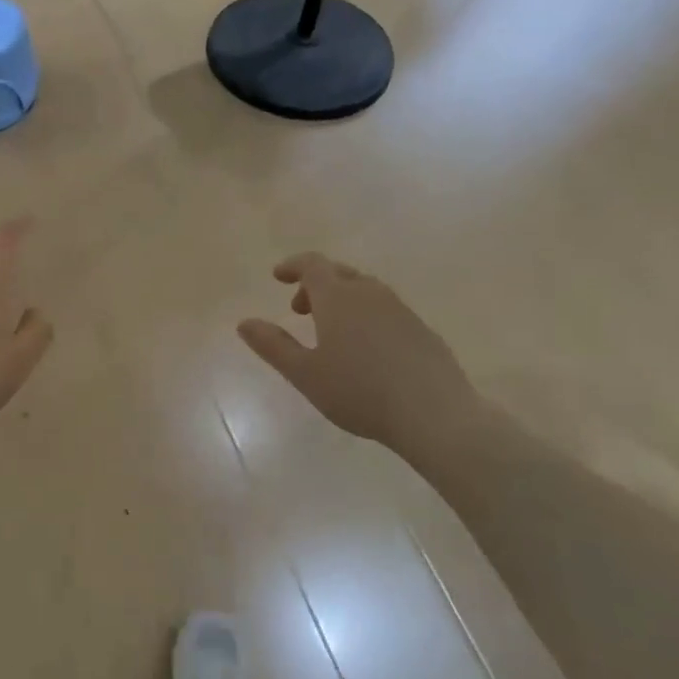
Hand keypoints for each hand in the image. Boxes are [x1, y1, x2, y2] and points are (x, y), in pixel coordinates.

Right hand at [238, 253, 485, 466]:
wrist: (434, 413)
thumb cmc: (359, 391)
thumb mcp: (305, 374)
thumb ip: (273, 345)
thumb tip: (244, 323)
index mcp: (338, 298)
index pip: (312, 265)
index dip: (292, 265)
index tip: (277, 276)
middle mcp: (370, 294)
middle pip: (339, 273)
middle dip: (314, 284)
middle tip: (299, 309)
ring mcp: (400, 309)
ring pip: (365, 290)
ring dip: (341, 299)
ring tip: (330, 331)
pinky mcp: (421, 329)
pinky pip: (385, 309)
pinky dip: (366, 315)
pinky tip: (366, 349)